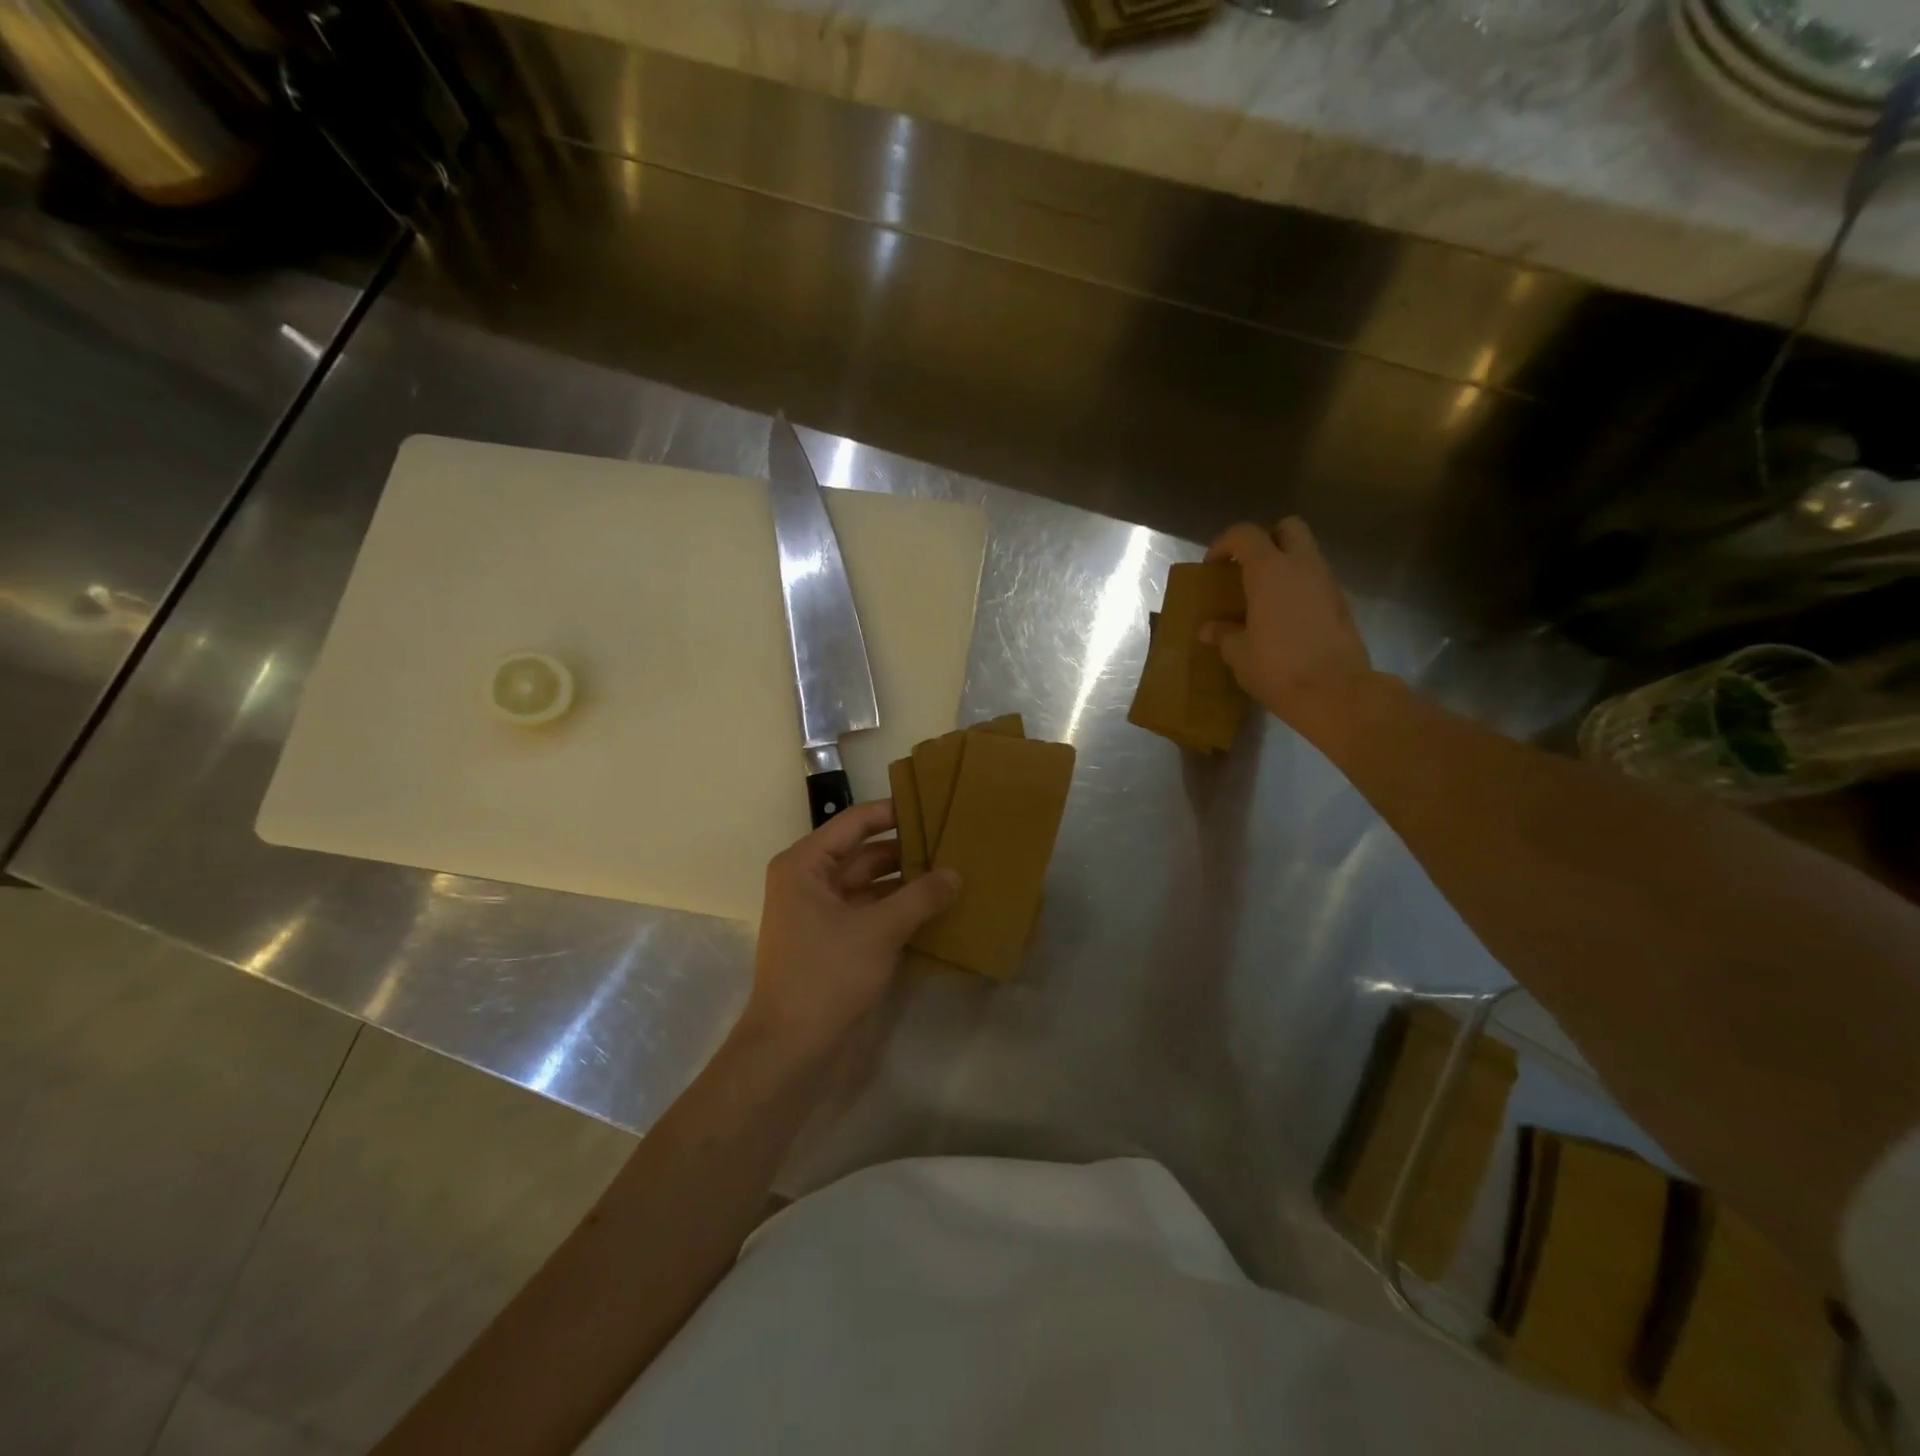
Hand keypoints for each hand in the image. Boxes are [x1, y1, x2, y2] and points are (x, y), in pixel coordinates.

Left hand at [742, 800, 960, 1068]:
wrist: (790, 1051)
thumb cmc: (826, 976)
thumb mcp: (878, 930)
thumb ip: (920, 897)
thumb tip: (957, 873)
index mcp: (805, 865)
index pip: (855, 823)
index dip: (893, 812)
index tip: (933, 804)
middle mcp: (810, 882)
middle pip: (865, 854)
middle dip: (907, 850)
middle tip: (954, 841)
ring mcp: (822, 914)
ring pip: (871, 885)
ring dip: (907, 882)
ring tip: (954, 872)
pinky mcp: (835, 942)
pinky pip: (872, 913)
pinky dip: (900, 910)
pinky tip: (937, 908)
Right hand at [1200, 517, 1371, 741]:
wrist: (1335, 692)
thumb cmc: (1277, 667)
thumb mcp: (1239, 653)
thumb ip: (1223, 634)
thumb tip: (1209, 630)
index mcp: (1270, 570)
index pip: (1245, 534)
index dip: (1224, 544)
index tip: (1212, 567)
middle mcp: (1302, 566)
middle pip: (1288, 528)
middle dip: (1267, 540)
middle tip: (1247, 568)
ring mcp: (1327, 583)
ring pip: (1306, 555)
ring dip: (1285, 566)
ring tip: (1263, 598)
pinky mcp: (1342, 605)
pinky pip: (1317, 583)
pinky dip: (1299, 589)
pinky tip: (1285, 619)